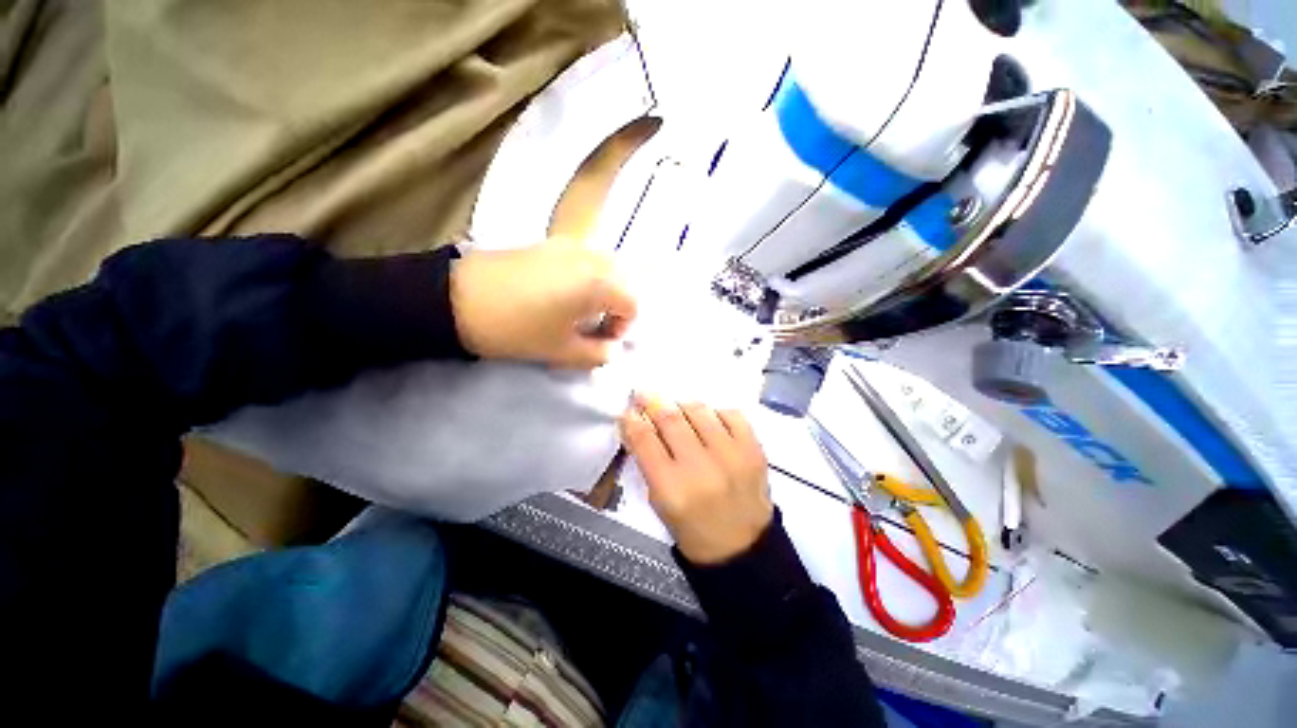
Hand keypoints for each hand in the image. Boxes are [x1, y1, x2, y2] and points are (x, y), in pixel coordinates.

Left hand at [450, 237, 636, 368]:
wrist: (458, 298)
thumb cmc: (517, 328)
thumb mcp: (563, 351)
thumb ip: (599, 355)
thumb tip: (612, 350)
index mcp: (600, 283)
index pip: (633, 304)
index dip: (623, 327)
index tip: (601, 341)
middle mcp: (592, 257)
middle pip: (625, 281)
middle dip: (617, 307)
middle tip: (595, 326)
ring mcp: (570, 245)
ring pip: (606, 268)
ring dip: (604, 291)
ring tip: (580, 311)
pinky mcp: (551, 242)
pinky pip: (585, 259)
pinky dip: (588, 278)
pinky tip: (563, 293)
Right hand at [620, 394, 772, 564]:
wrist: (742, 547)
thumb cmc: (692, 529)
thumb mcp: (659, 501)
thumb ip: (648, 461)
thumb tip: (637, 425)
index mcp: (672, 488)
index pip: (645, 440)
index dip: (632, 420)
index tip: (629, 410)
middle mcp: (701, 468)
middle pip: (671, 419)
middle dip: (653, 403)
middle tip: (645, 396)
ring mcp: (732, 456)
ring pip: (700, 411)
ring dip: (682, 406)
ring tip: (678, 409)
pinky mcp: (754, 450)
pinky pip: (732, 414)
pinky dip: (716, 413)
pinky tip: (710, 421)